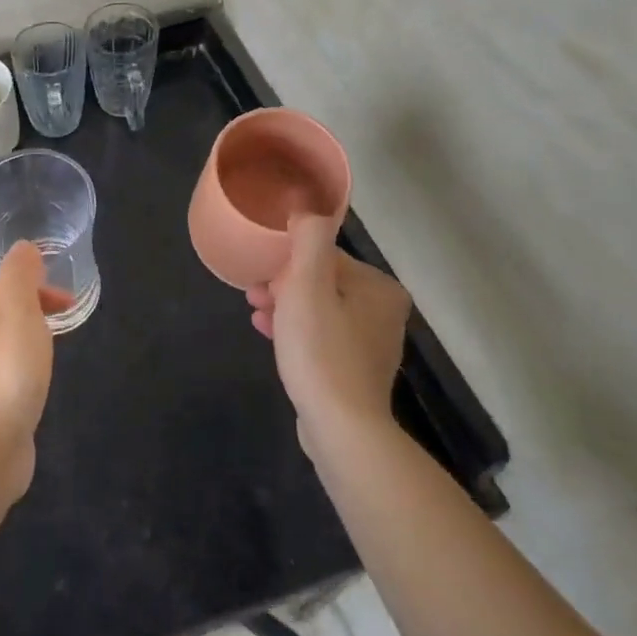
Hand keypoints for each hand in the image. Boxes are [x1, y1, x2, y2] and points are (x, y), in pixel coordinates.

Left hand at [0, 243, 70, 500]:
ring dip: (31, 343)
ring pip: (4, 347)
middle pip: (1, 315)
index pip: (1, 285)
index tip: (68, 301)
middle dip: (35, 312)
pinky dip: (25, 373)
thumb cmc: (4, 373)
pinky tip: (37, 388)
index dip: (36, 285)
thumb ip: (20, 275)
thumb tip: (23, 246)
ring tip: (55, 355)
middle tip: (67, 323)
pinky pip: (6, 378)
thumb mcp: (17, 311)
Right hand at [248, 216, 411, 444]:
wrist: (341, 428)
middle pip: (322, 283)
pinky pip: (321, 338)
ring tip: (255, 314)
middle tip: (253, 295)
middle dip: (283, 285)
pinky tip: (270, 336)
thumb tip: (305, 206)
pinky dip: (296, 332)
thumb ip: (309, 238)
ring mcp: (372, 344)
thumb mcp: (308, 284)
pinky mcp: (356, 371)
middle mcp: (383, 312)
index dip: (288, 262)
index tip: (260, 276)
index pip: (325, 258)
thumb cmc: (321, 350)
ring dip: (285, 307)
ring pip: (319, 310)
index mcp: (379, 288)